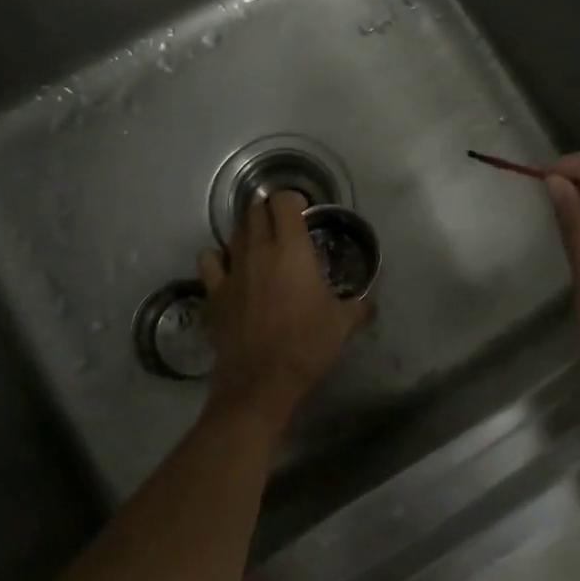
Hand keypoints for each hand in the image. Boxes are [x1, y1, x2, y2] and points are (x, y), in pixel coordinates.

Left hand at [198, 192, 369, 432]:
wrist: (261, 380)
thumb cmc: (307, 344)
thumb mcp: (343, 323)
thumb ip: (359, 307)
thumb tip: (370, 304)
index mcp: (291, 248)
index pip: (283, 201)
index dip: (293, 199)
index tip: (303, 210)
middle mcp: (258, 250)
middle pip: (255, 211)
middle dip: (269, 211)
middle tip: (284, 225)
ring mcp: (231, 270)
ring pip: (233, 232)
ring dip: (247, 231)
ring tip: (260, 244)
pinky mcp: (214, 292)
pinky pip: (209, 261)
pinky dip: (218, 258)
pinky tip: (228, 267)